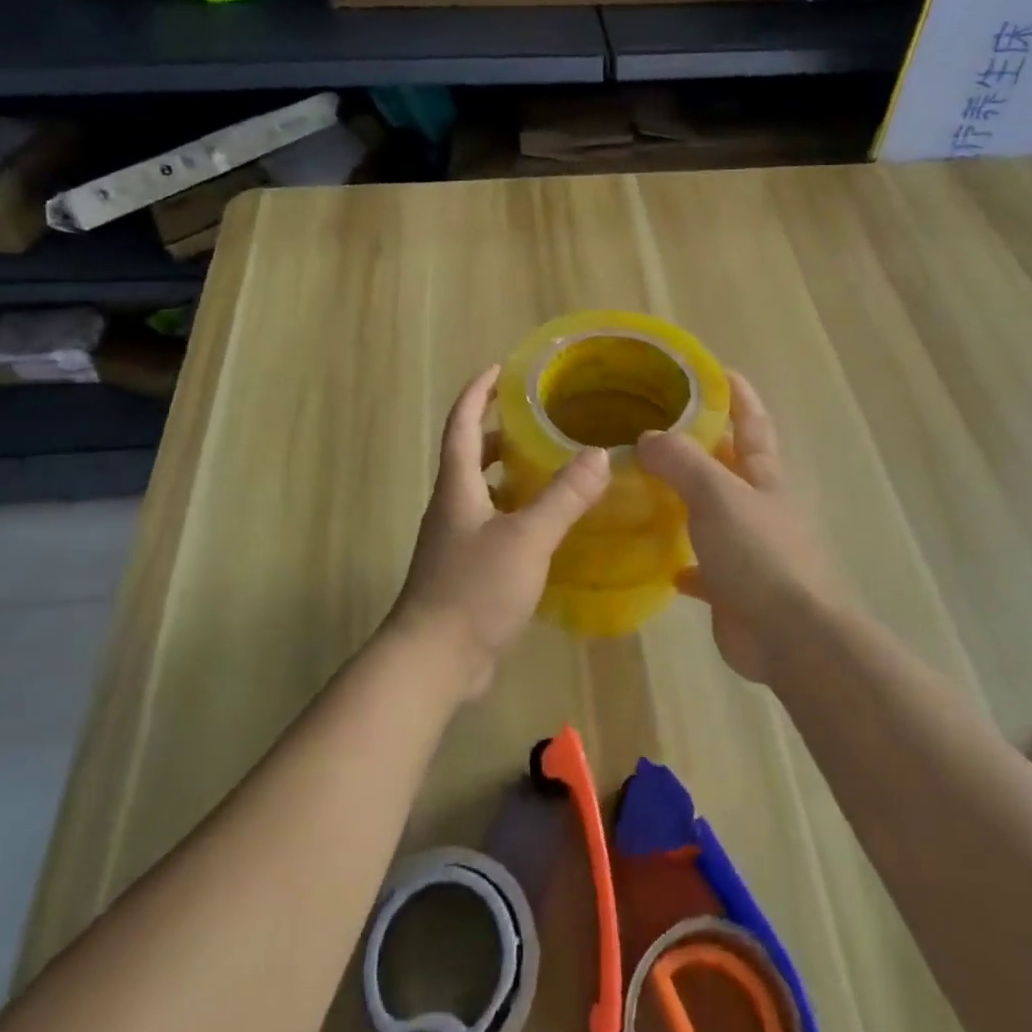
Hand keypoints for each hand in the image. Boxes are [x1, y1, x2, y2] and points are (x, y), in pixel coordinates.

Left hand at [388, 365, 610, 700]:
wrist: (433, 662)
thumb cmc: (473, 590)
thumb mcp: (526, 538)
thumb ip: (563, 497)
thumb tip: (599, 454)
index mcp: (457, 487)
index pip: (463, 424)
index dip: (478, 393)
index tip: (500, 369)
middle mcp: (452, 507)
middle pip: (472, 456)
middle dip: (500, 432)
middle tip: (538, 420)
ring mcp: (456, 541)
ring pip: (483, 492)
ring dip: (510, 474)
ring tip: (552, 468)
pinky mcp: (466, 571)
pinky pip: (493, 525)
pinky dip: (517, 512)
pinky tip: (547, 527)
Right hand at [637, 371, 837, 684]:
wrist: (790, 636)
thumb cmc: (759, 553)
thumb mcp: (717, 493)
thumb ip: (681, 460)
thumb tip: (647, 438)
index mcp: (763, 477)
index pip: (751, 423)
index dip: (736, 394)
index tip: (713, 369)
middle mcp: (757, 507)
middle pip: (727, 467)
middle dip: (698, 446)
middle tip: (653, 428)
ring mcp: (747, 550)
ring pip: (711, 515)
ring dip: (685, 502)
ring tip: (643, 486)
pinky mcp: (732, 590)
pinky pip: (701, 568)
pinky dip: (682, 562)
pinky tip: (657, 561)